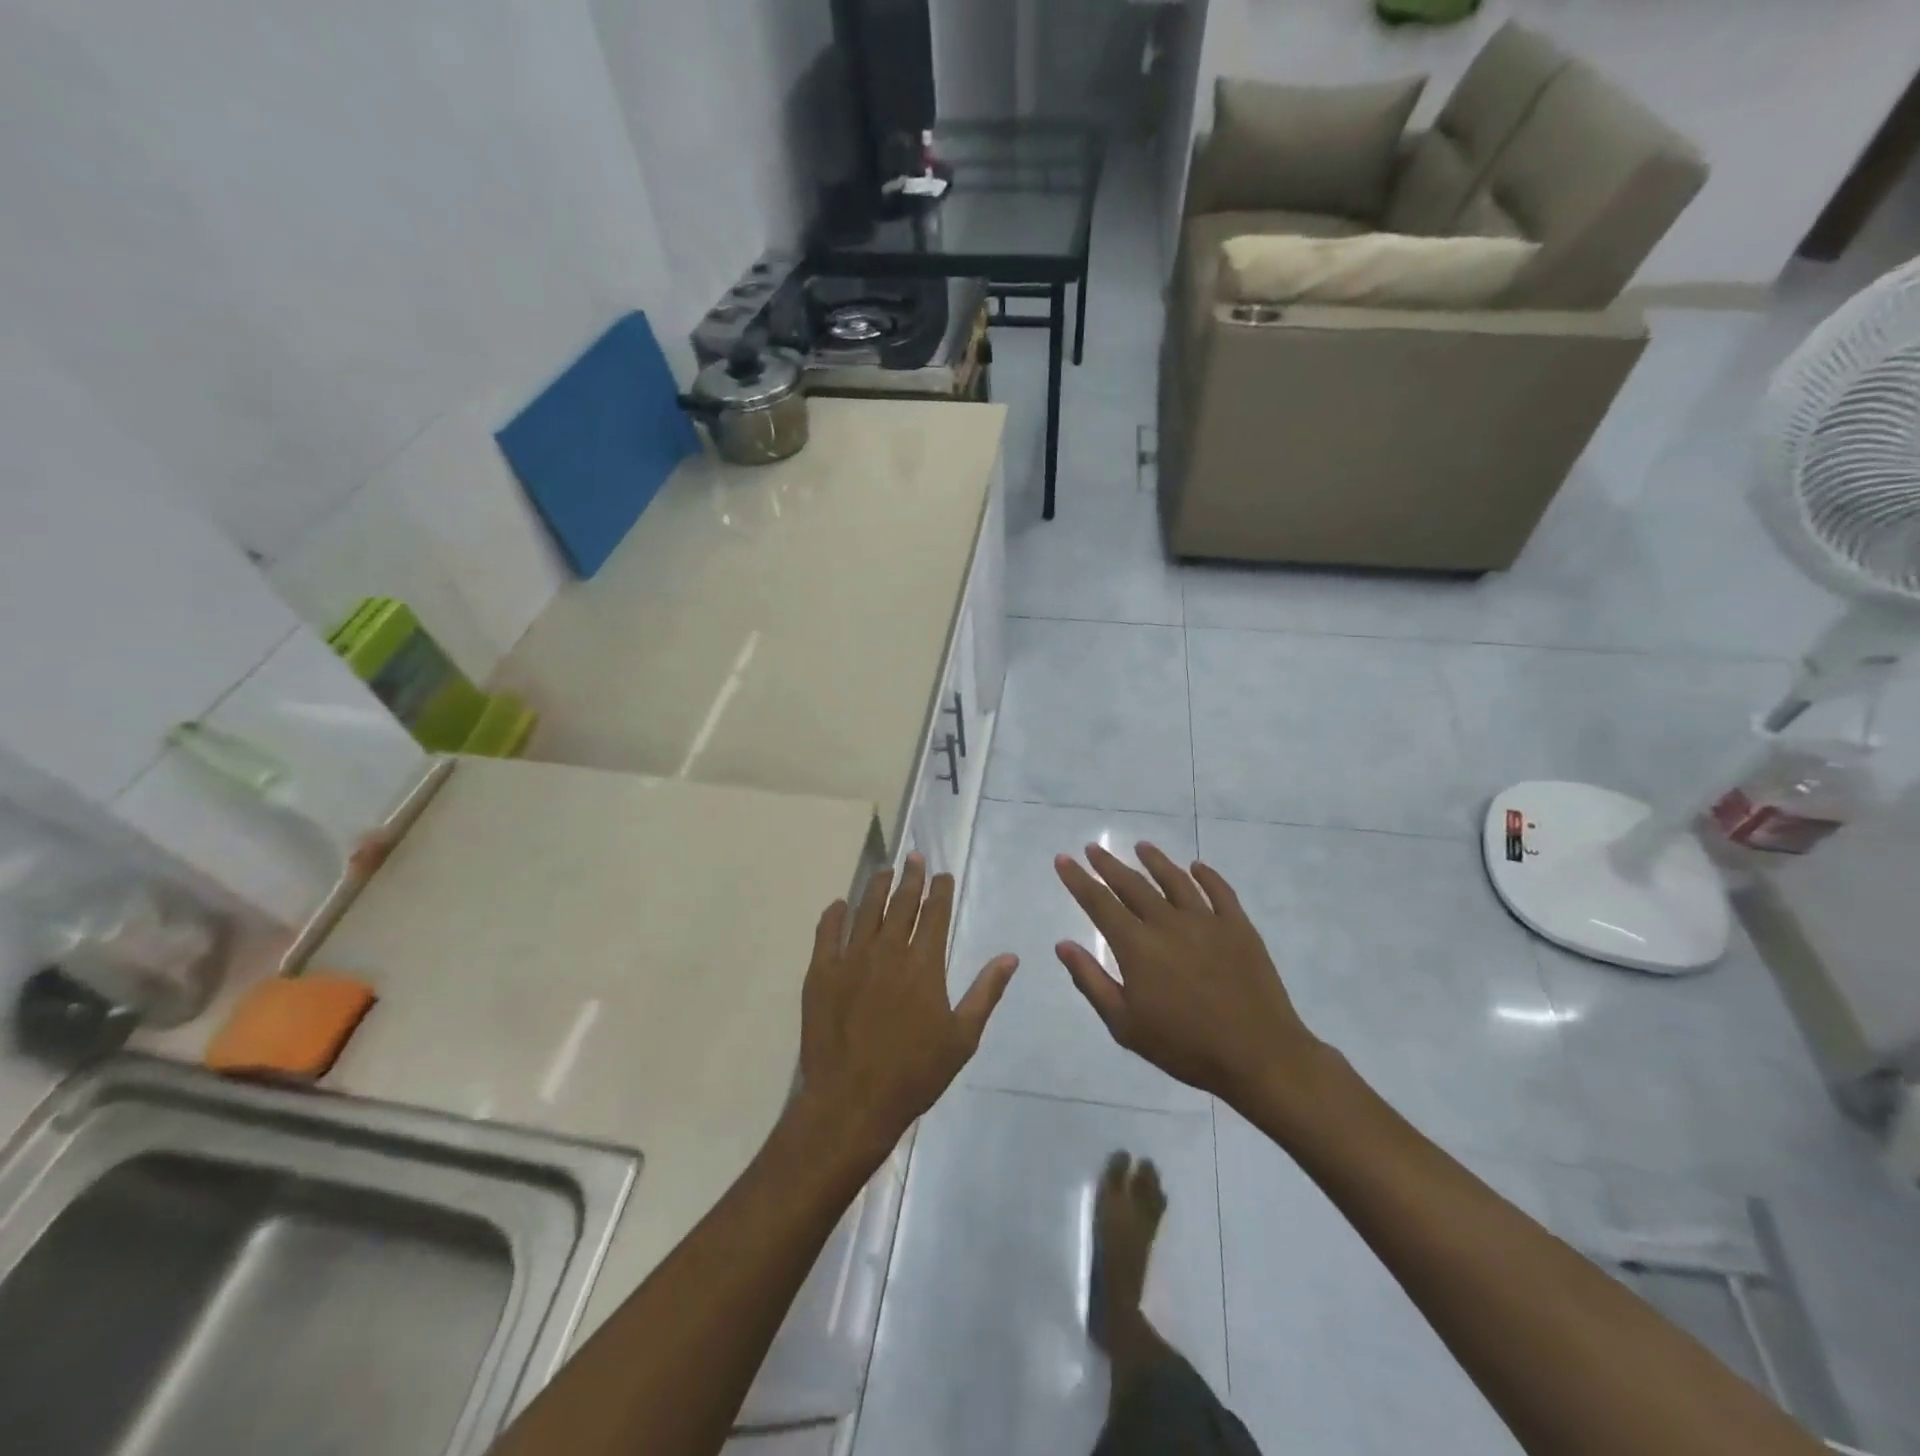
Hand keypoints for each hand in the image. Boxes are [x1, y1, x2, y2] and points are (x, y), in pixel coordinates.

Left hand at [795, 855, 1017, 1159]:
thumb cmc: (914, 1073)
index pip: (934, 913)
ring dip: (877, 887)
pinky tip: (840, 905)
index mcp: (923, 963)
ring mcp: (851, 959)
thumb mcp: (962, 1037)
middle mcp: (888, 951)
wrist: (852, 1101)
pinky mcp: (821, 973)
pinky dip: (834, 915)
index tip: (942, 874)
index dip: (939, 890)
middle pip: (901, 903)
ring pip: (865, 910)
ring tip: (885, 871)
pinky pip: (827, 933)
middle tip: (914, 858)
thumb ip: (985, 992)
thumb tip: (1010, 957)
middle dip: (911, 878)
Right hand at [1055, 843, 1322, 1105]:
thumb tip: (1063, 945)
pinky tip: (1197, 866)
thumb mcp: (1124, 1024)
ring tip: (1141, 846)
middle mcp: (1168, 923)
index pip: (1099, 902)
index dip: (1078, 879)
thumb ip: (1091, 981)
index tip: (1063, 859)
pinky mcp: (1239, 927)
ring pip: (1175, 880)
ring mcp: (1207, 921)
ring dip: (1155, 860)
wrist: (1258, 1056)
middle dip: (1108, 864)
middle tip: (1093, 847)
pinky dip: (1207, 875)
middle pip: (1132, 884)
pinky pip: (1220, 891)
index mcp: (1137, 946)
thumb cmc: (1184, 1046)